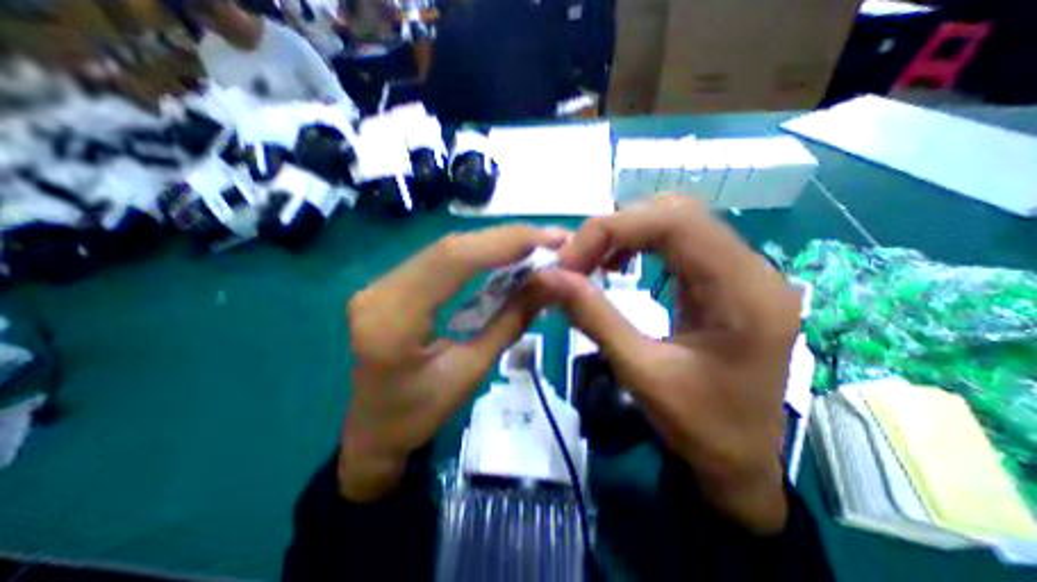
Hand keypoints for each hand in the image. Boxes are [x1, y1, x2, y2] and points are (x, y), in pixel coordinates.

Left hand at [341, 225, 565, 500]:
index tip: (549, 238)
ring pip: (446, 250)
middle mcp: (379, 291)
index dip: (504, 242)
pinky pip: (439, 261)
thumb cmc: (419, 414)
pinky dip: (476, 255)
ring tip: (533, 245)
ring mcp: (379, 285)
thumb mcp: (471, 372)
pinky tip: (502, 256)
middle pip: (450, 249)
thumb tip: (549, 283)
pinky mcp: (389, 285)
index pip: (453, 261)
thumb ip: (510, 322)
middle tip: (549, 238)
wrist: (371, 429)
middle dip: (505, 239)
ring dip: (492, 244)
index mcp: (394, 320)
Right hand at [539, 198, 795, 533]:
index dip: (613, 229)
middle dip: (617, 228)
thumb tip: (549, 277)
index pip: (676, 223)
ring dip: (627, 233)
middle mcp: (752, 271)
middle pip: (678, 214)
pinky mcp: (724, 281)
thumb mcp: (640, 373)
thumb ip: (594, 318)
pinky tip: (619, 265)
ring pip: (678, 222)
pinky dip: (640, 244)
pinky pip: (680, 242)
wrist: (740, 461)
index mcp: (744, 293)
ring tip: (594, 261)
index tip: (570, 259)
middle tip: (577, 260)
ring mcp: (742, 273)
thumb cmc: (700, 427)